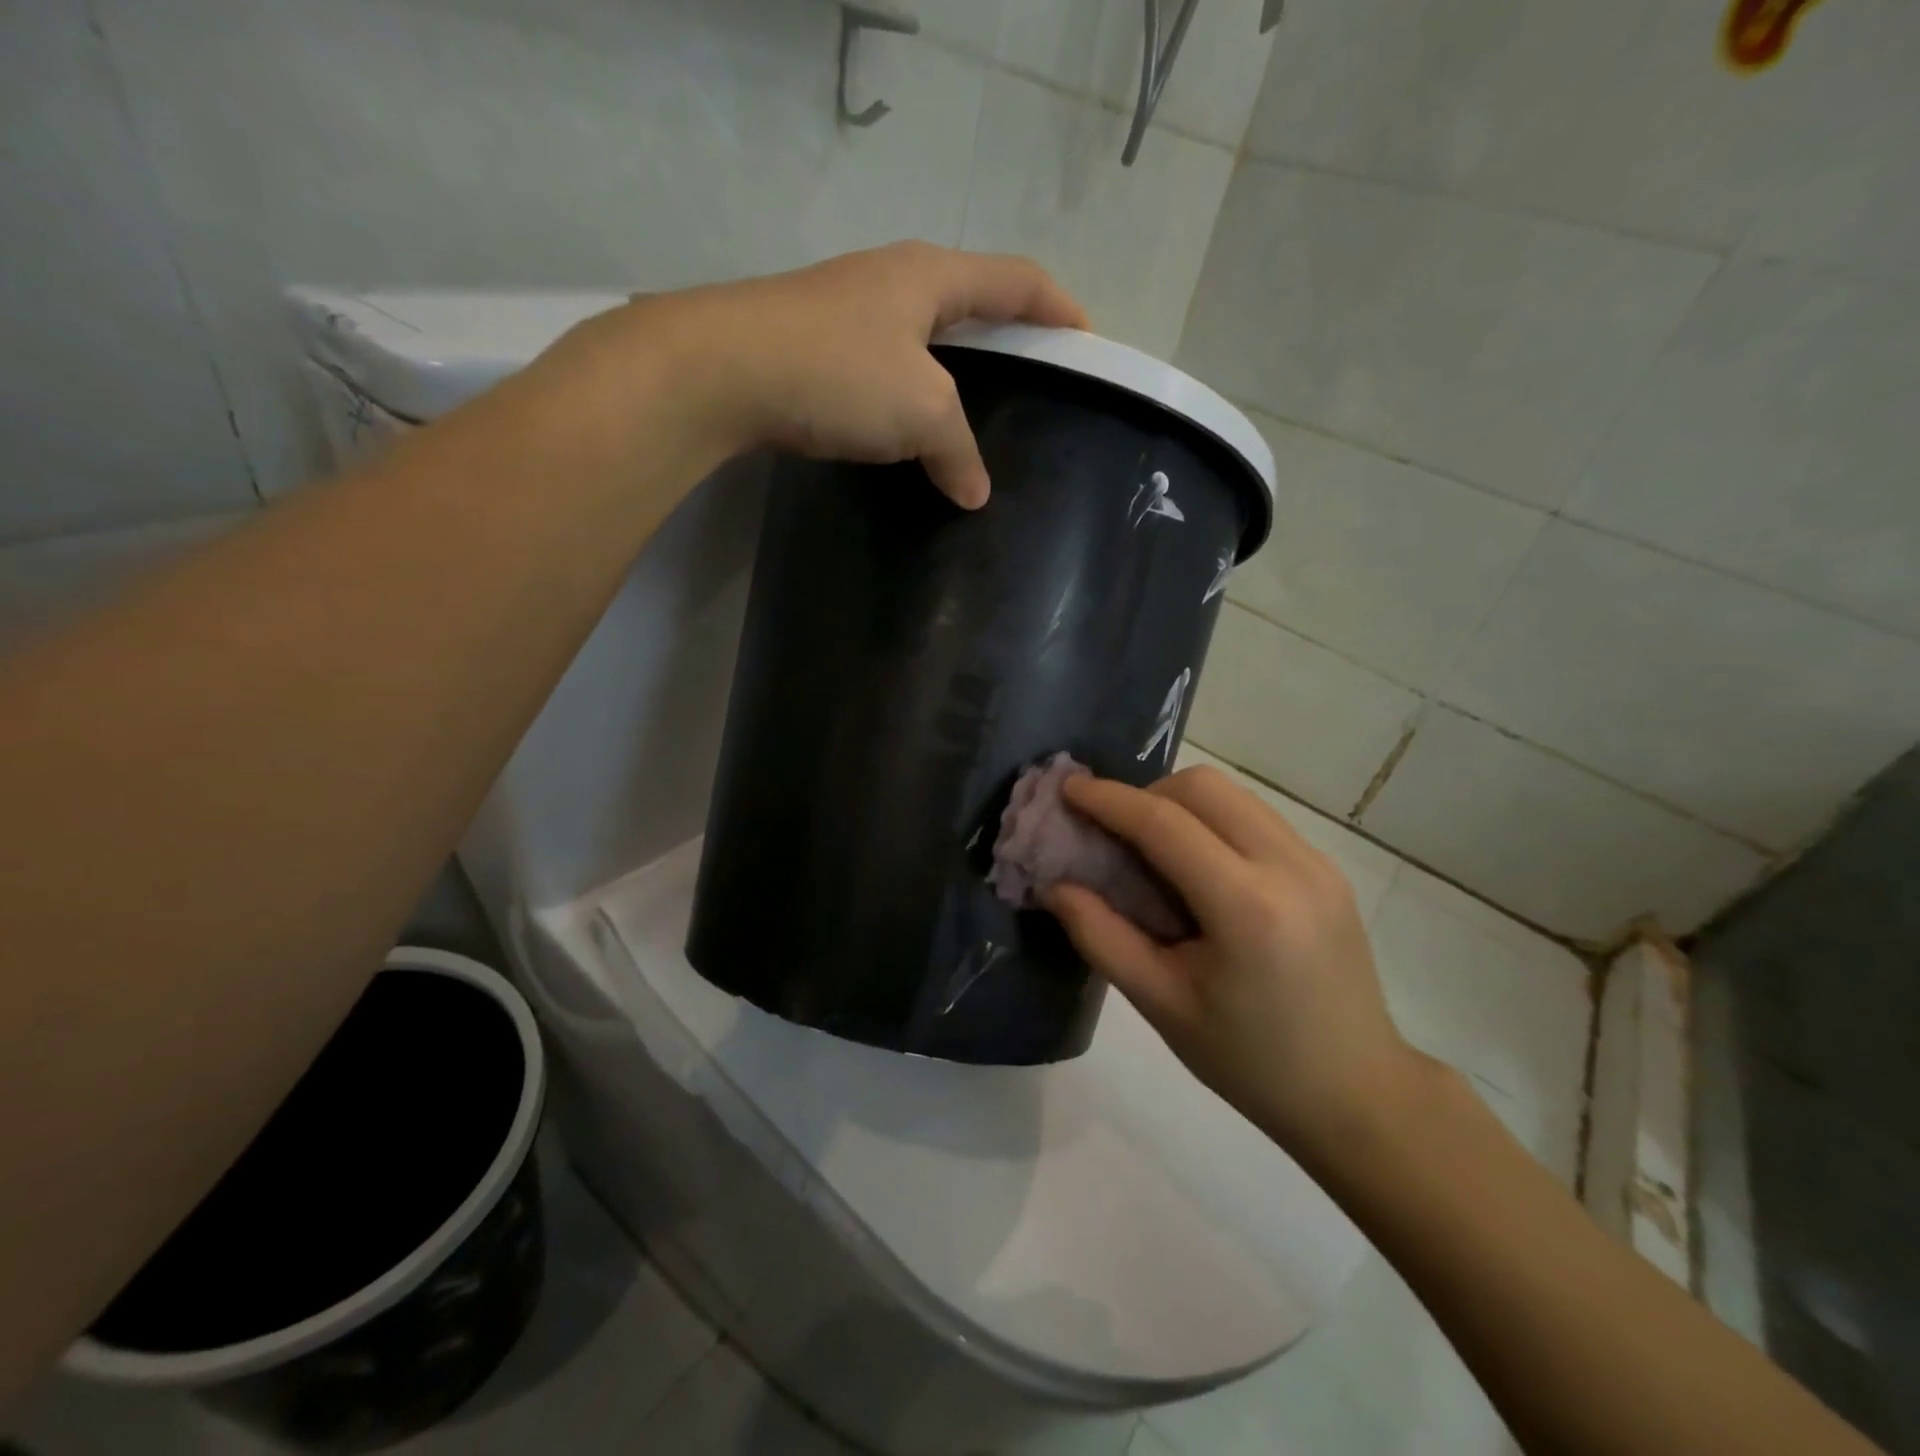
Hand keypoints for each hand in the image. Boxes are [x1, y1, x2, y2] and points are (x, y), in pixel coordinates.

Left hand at [548, 242, 1087, 508]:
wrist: (719, 371)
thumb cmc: (839, 372)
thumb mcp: (921, 410)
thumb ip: (958, 450)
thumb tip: (976, 493)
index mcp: (931, 276)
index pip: (1017, 279)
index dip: (1059, 307)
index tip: (1088, 341)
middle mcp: (891, 280)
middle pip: (971, 300)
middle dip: (1007, 337)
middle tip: (1034, 381)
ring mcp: (847, 311)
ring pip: (922, 339)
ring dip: (954, 373)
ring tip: (975, 417)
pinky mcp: (814, 347)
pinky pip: (884, 369)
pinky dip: (909, 397)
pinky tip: (909, 432)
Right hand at [1042, 766, 1422, 1160]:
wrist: (1357, 1093)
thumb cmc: (1250, 1062)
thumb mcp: (1162, 1005)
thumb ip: (1100, 935)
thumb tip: (1053, 884)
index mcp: (1248, 908)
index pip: (1164, 823)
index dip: (1108, 800)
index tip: (1068, 789)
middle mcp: (1290, 866)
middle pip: (1202, 787)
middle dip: (1145, 795)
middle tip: (1111, 832)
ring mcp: (1317, 862)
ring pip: (1232, 795)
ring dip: (1179, 804)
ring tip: (1149, 848)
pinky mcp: (1327, 868)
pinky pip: (1255, 817)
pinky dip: (1212, 821)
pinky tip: (1196, 867)